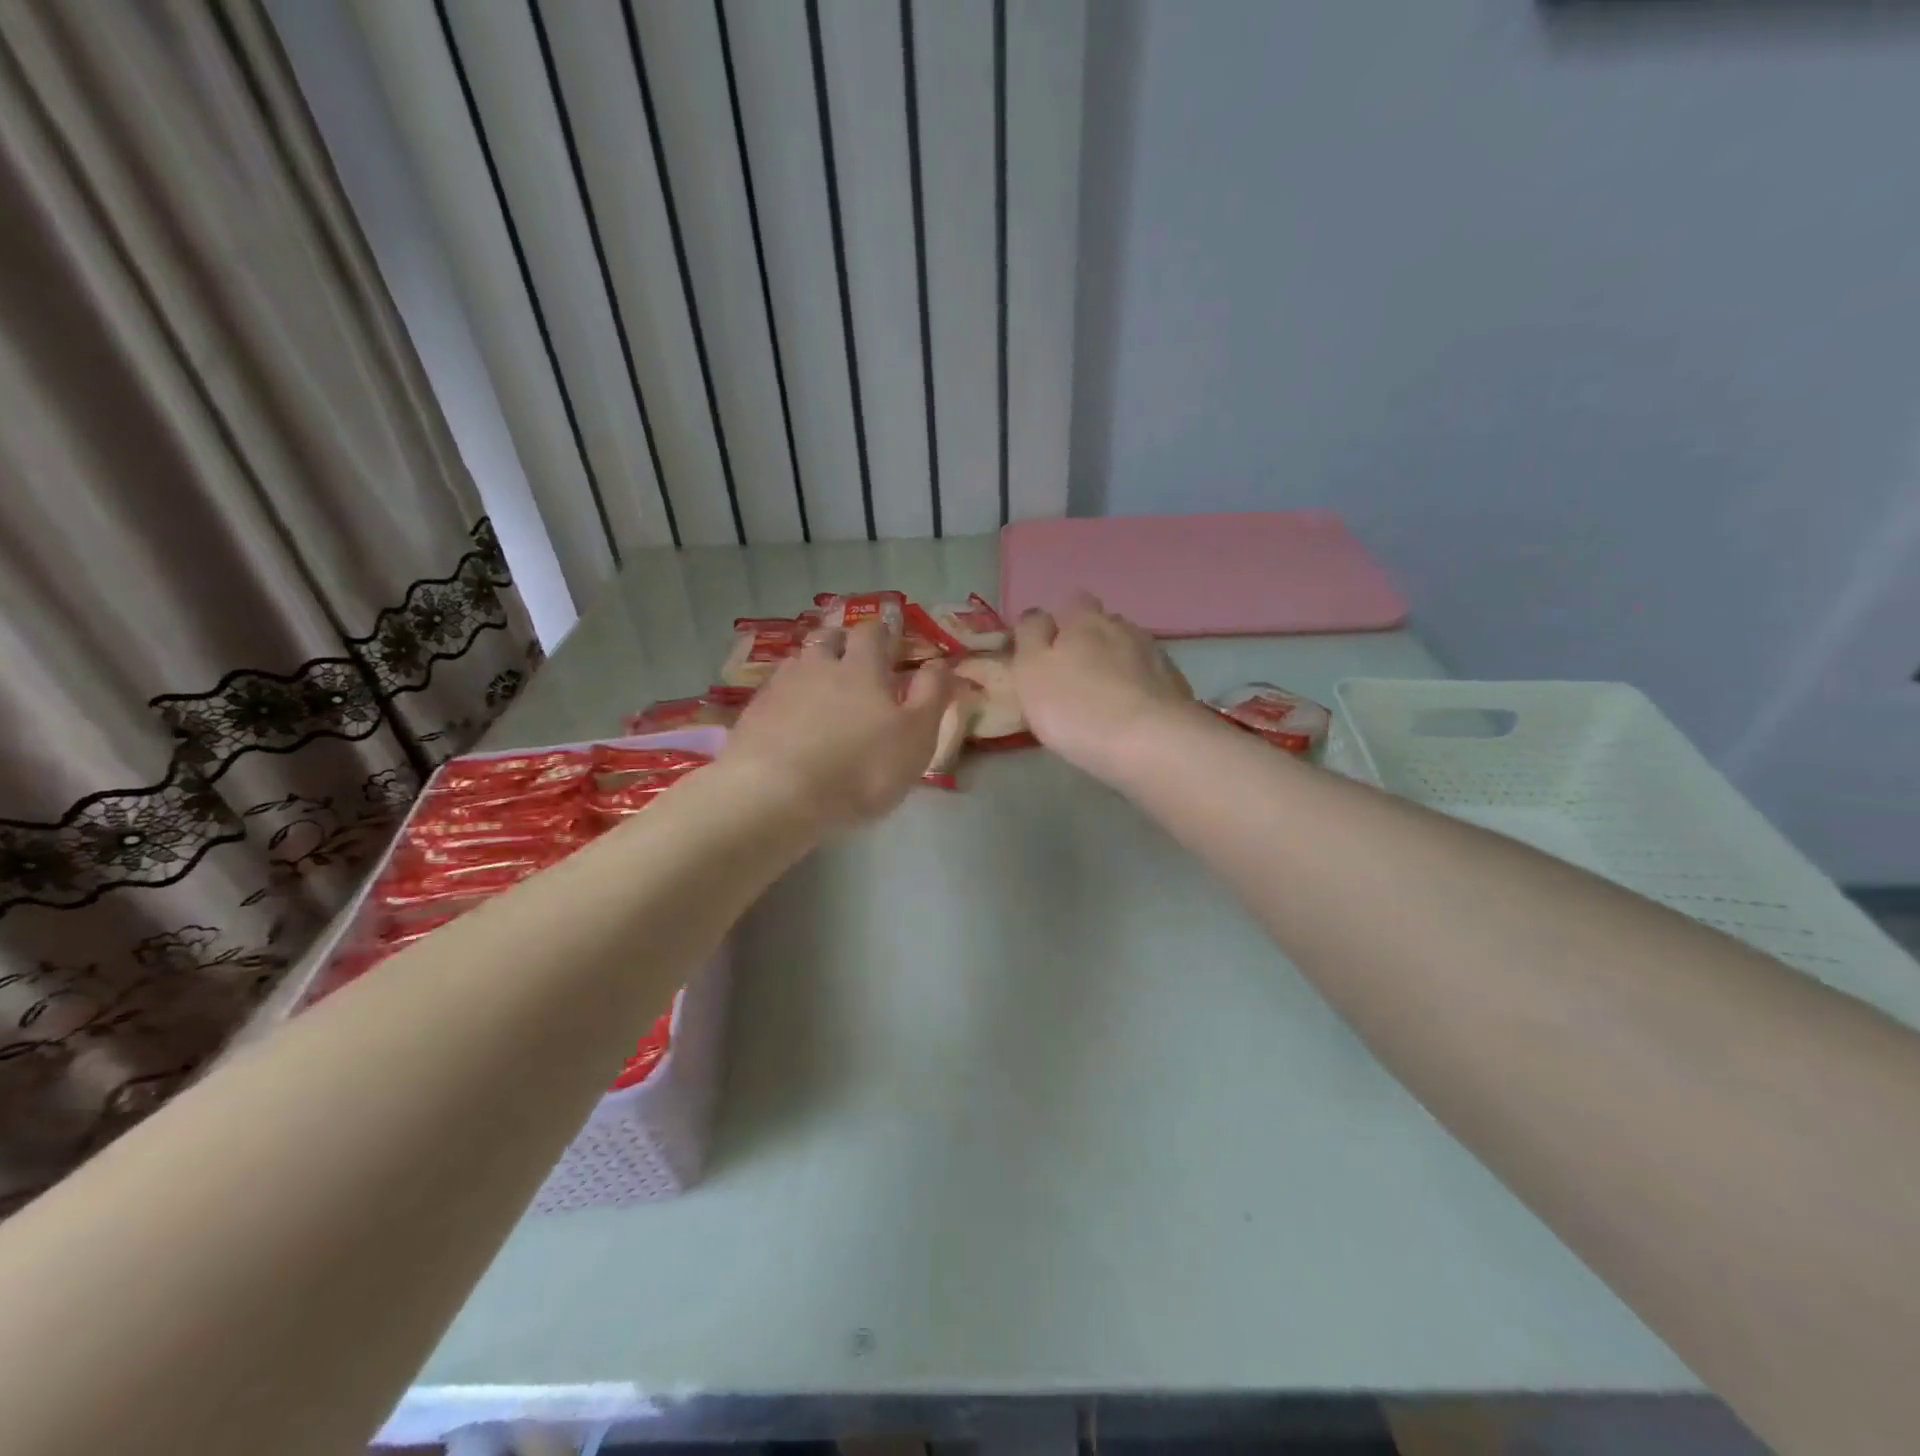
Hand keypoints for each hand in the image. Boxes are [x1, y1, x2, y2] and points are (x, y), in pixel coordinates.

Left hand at [724, 622, 952, 828]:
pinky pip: (772, 693)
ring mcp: (780, 688)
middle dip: (842, 642)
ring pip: (798, 662)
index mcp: (862, 667)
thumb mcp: (916, 737)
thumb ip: (932, 695)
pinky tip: (789, 718)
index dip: (883, 633)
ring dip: (811, 667)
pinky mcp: (752, 715)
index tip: (891, 641)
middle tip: (853, 659)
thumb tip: (940, 663)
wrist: (776, 796)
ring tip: (819, 687)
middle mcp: (818, 666)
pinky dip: (785, 697)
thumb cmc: (861, 769)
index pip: (872, 632)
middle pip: (828, 638)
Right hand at [1009, 592, 1198, 782]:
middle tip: (1074, 677)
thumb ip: (1030, 636)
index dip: (1060, 624)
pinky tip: (1130, 713)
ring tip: (1104, 698)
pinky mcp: (1176, 685)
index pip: (1071, 602)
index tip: (1047, 653)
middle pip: (1103, 625)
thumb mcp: (1031, 670)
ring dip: (1116, 665)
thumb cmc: (1077, 707)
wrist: (1152, 744)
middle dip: (1090, 642)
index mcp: (1084, 620)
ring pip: (1128, 650)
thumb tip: (1038, 617)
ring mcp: (1155, 655)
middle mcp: (1123, 627)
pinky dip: (1138, 689)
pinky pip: (1149, 678)